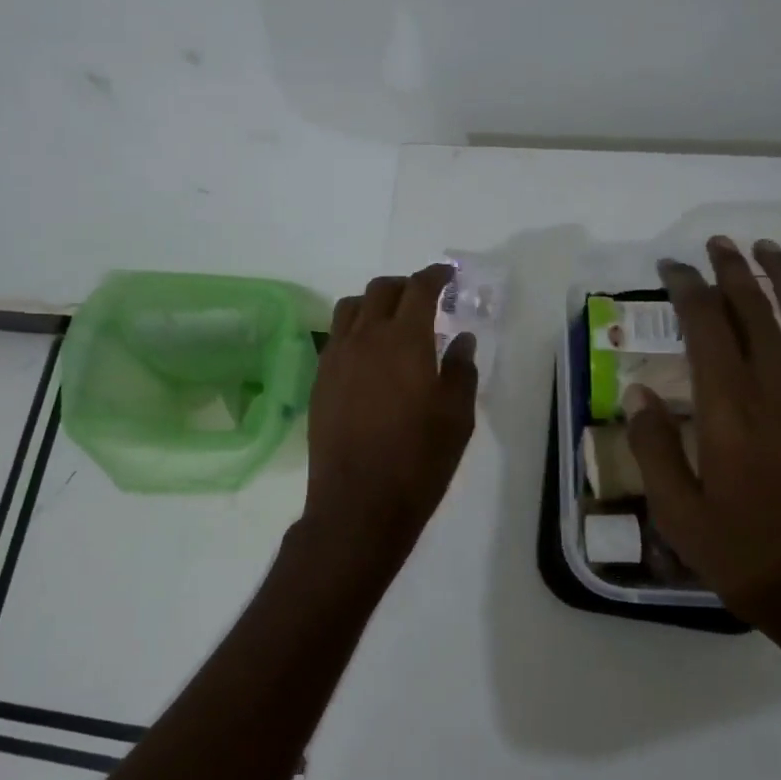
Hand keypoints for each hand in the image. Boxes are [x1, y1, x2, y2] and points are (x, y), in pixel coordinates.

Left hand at [297, 265, 479, 588]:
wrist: (358, 504)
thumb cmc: (418, 460)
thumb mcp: (456, 417)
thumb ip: (460, 370)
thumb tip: (460, 339)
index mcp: (404, 340)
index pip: (418, 288)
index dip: (434, 276)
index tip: (447, 276)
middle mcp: (365, 338)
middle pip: (380, 290)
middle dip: (404, 285)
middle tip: (423, 298)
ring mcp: (336, 357)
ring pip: (351, 308)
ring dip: (374, 303)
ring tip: (391, 321)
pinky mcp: (320, 380)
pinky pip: (335, 336)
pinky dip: (354, 329)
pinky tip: (368, 354)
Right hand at [624, 237, 780, 641]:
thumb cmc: (753, 557)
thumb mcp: (680, 515)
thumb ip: (654, 448)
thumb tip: (638, 394)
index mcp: (731, 404)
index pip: (706, 322)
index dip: (686, 287)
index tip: (670, 267)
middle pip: (756, 304)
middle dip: (731, 267)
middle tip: (713, 243)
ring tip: (765, 248)